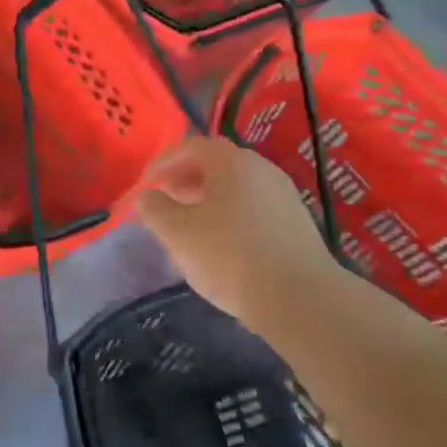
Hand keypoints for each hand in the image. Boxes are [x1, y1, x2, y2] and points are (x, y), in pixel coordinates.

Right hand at [136, 137, 344, 332]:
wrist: (300, 299)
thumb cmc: (229, 256)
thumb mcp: (178, 233)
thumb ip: (155, 209)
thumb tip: (148, 197)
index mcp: (231, 161)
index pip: (191, 147)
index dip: (164, 163)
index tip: (146, 185)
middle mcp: (261, 168)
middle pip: (216, 164)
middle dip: (186, 179)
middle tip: (166, 203)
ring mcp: (283, 194)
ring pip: (236, 186)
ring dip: (208, 198)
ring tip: (190, 225)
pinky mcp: (296, 222)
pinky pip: (254, 207)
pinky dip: (231, 215)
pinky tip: (222, 244)